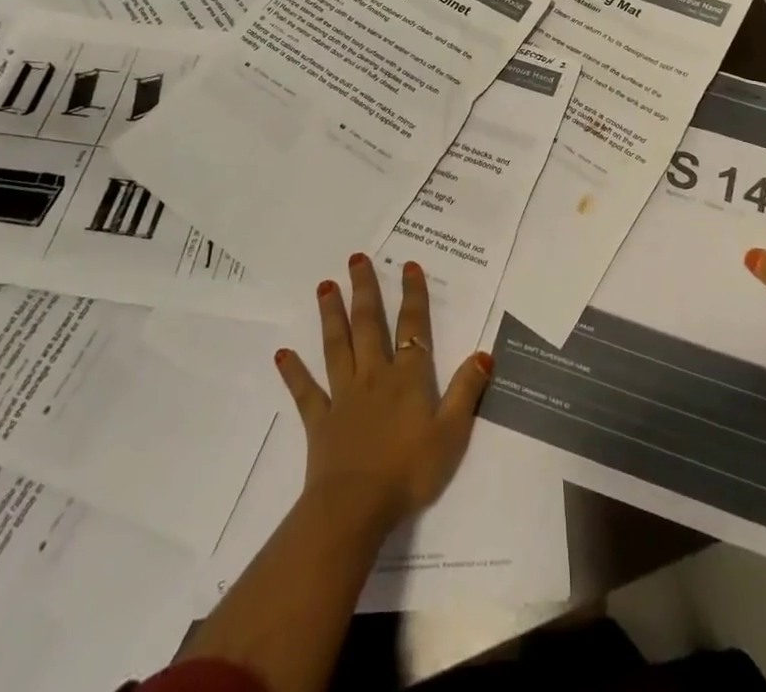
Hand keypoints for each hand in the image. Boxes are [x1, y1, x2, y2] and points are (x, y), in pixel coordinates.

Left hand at [275, 253, 493, 534]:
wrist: (355, 507)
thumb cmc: (409, 471)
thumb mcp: (452, 434)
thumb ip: (466, 391)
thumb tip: (484, 352)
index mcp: (408, 378)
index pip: (413, 327)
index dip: (413, 295)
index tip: (408, 265)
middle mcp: (374, 376)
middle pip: (368, 324)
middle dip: (365, 290)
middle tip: (356, 258)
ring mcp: (343, 396)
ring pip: (337, 346)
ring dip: (331, 315)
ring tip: (325, 286)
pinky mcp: (319, 421)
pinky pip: (306, 392)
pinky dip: (294, 372)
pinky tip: (282, 354)